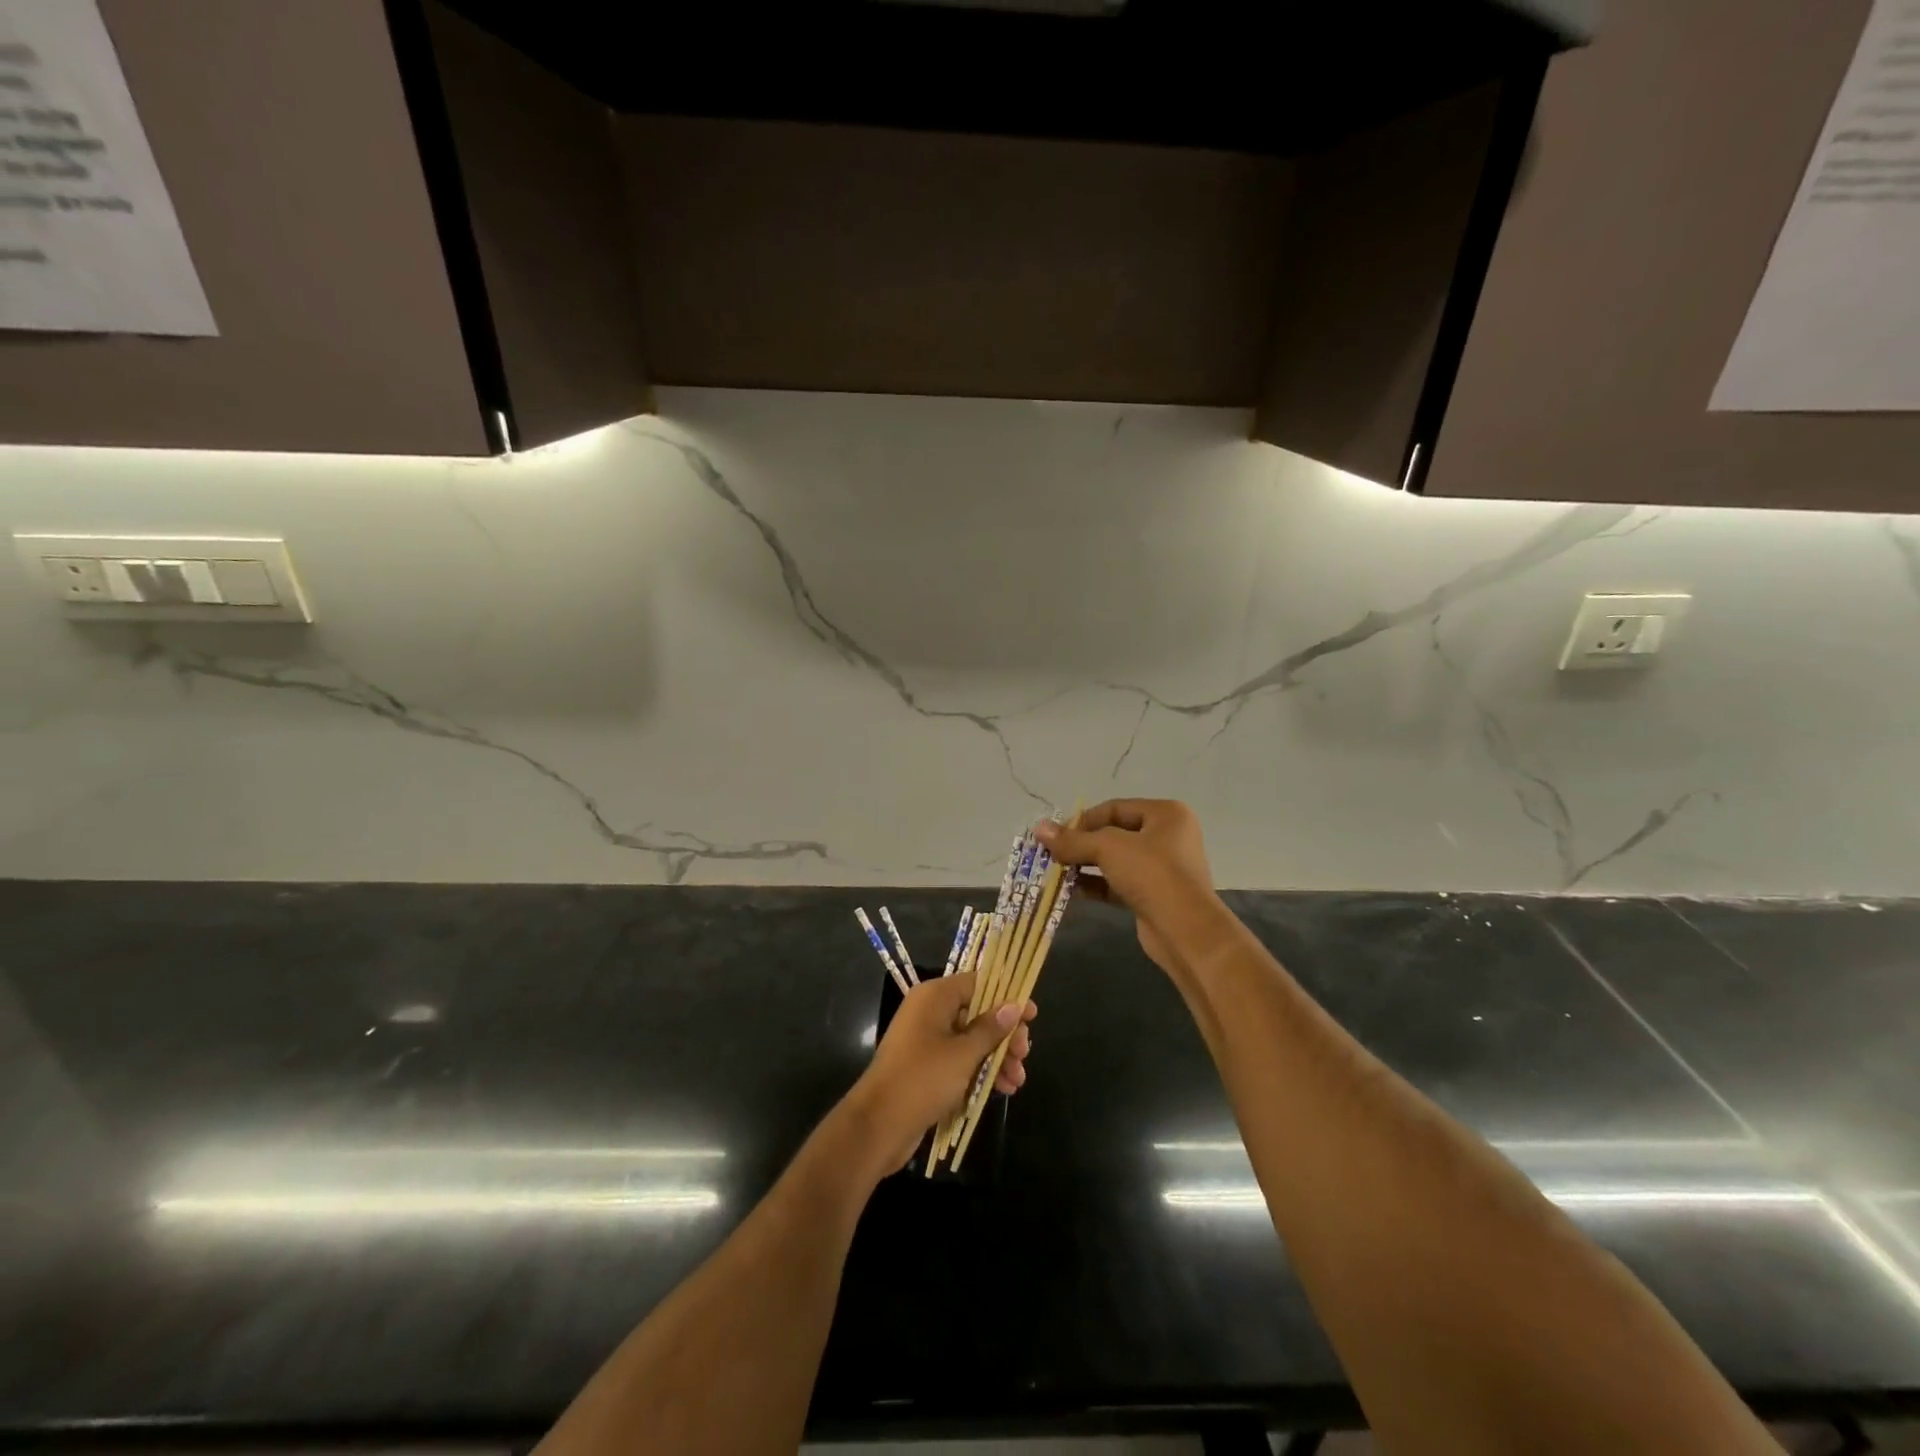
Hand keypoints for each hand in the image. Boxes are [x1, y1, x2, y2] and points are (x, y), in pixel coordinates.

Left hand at [846, 972, 1036, 1171]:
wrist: (879, 1125)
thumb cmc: (923, 1079)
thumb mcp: (964, 1053)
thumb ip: (991, 1028)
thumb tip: (1014, 1005)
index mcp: (935, 997)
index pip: (977, 983)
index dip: (1006, 996)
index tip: (1032, 1015)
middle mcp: (930, 1012)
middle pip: (977, 1013)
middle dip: (1004, 1034)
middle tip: (1024, 1054)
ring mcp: (927, 1040)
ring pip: (971, 1040)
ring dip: (997, 1057)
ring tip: (1017, 1081)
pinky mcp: (926, 1067)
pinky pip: (960, 1060)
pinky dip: (981, 1071)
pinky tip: (1003, 1089)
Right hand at [1036, 799, 1220, 980]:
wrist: (1185, 931)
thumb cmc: (1151, 874)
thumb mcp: (1108, 849)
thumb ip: (1072, 840)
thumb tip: (1039, 828)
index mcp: (1166, 814)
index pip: (1114, 808)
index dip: (1083, 820)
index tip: (1055, 835)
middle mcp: (1167, 836)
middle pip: (1114, 834)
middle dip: (1081, 844)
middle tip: (1051, 853)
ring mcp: (1162, 868)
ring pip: (1115, 860)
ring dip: (1085, 865)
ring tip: (1055, 871)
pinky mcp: (1153, 895)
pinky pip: (1118, 883)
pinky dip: (1096, 884)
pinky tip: (1071, 889)